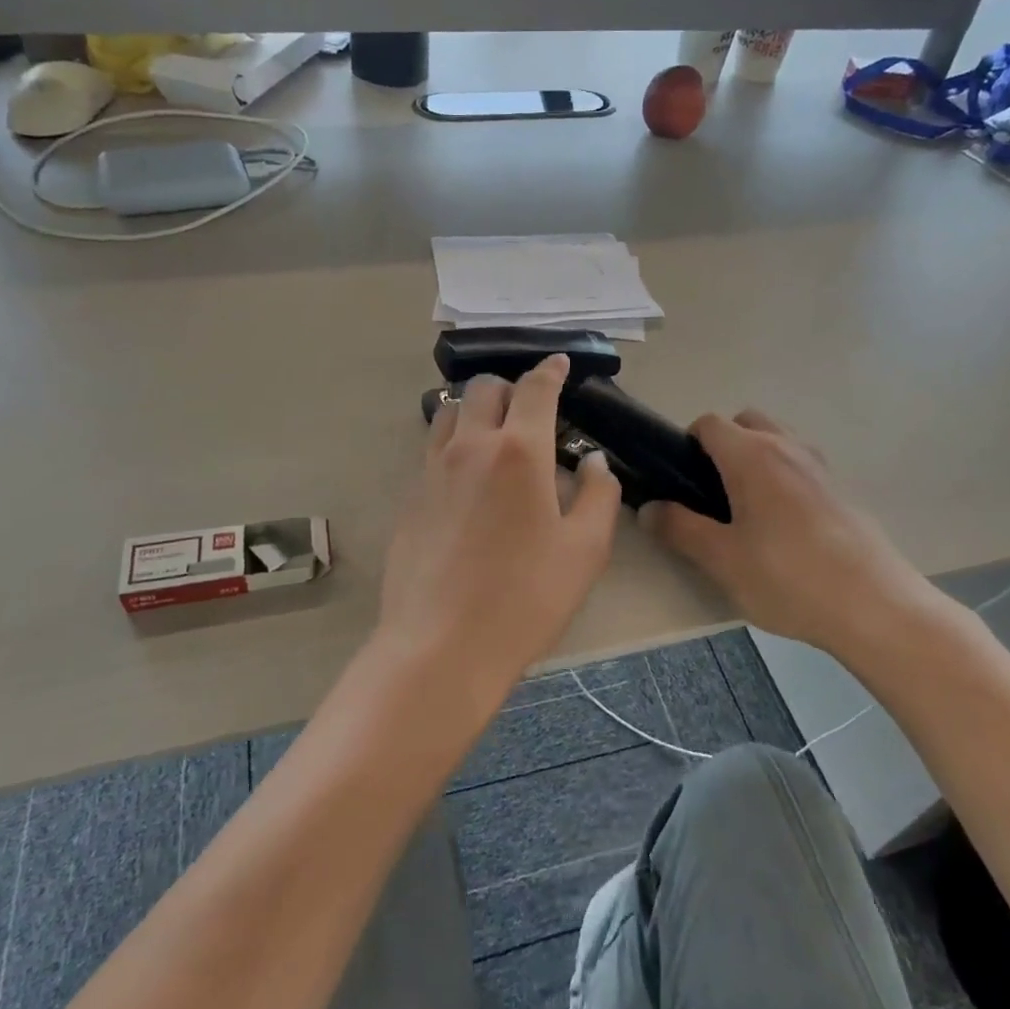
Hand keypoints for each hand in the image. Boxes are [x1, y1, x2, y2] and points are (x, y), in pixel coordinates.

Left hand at [375, 355, 621, 699]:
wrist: (442, 645)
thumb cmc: (526, 597)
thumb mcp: (585, 550)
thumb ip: (599, 495)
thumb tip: (593, 461)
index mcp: (518, 451)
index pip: (534, 389)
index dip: (550, 370)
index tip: (559, 363)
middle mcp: (470, 447)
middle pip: (483, 389)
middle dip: (510, 387)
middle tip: (531, 410)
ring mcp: (432, 471)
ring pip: (448, 412)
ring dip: (474, 409)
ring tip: (494, 435)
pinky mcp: (410, 498)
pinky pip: (432, 450)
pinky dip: (453, 443)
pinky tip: (467, 477)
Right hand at [643, 410, 952, 669]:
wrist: (875, 607)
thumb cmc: (788, 578)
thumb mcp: (722, 559)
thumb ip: (679, 528)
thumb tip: (648, 508)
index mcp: (752, 455)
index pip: (710, 423)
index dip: (687, 443)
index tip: (680, 480)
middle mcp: (787, 448)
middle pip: (746, 422)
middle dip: (723, 445)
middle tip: (711, 493)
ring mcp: (819, 467)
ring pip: (777, 441)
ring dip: (755, 458)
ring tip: (746, 511)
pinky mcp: (840, 490)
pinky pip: (800, 466)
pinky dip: (782, 478)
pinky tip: (782, 528)